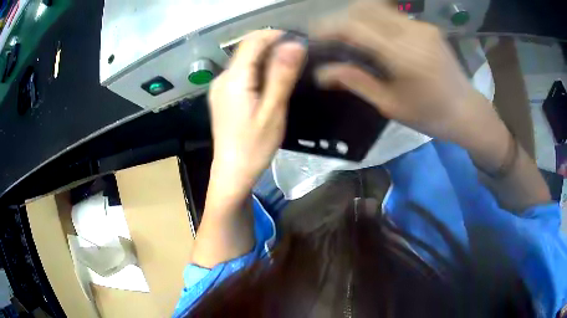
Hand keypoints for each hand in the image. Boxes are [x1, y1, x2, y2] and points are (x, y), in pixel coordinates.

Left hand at [208, 30, 305, 198]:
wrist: (232, 172)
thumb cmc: (254, 146)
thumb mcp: (273, 111)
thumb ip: (282, 75)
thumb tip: (295, 44)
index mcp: (233, 78)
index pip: (253, 41)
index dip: (276, 35)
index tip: (299, 42)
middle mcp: (222, 78)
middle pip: (247, 48)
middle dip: (273, 46)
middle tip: (299, 58)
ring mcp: (220, 87)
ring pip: (245, 60)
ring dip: (267, 58)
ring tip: (289, 69)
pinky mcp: (223, 95)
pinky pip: (242, 73)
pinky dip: (258, 70)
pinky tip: (272, 83)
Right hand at [313, 1, 501, 143]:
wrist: (466, 111)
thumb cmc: (430, 116)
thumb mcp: (391, 105)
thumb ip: (356, 81)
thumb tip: (322, 73)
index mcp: (404, 56)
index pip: (355, 27)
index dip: (329, 27)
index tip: (314, 35)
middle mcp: (412, 32)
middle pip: (364, 8)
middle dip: (341, 18)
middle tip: (332, 37)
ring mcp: (421, 26)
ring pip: (378, 7)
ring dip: (357, 17)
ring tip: (350, 36)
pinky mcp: (427, 27)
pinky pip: (392, 15)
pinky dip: (375, 21)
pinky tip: (375, 38)